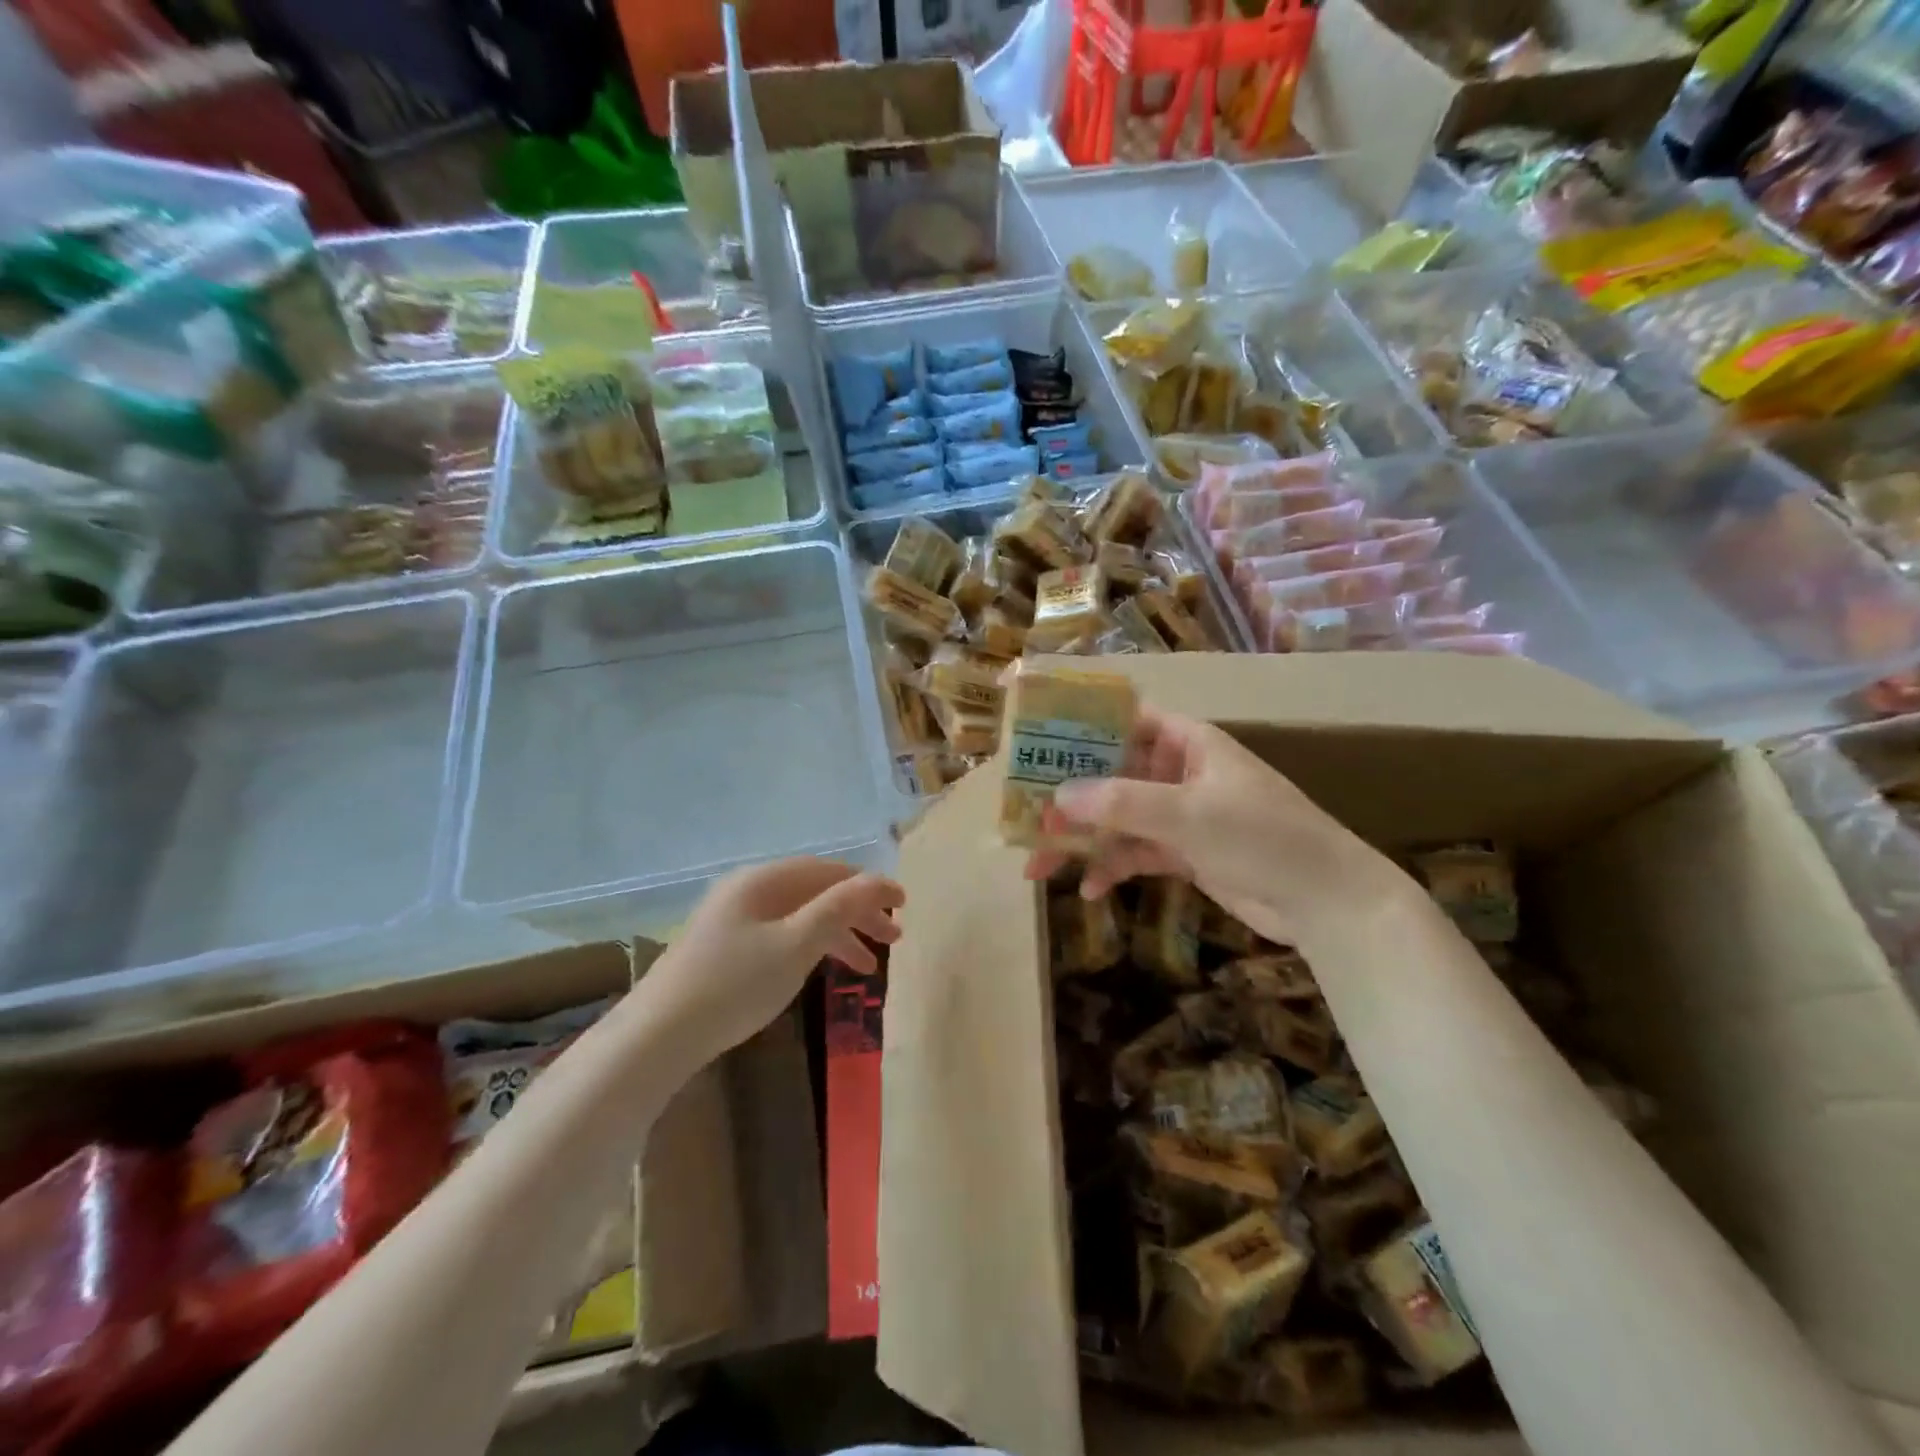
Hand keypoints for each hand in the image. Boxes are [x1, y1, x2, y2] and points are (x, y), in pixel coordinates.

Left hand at [642, 858, 903, 1056]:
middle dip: (857, 914)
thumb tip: (880, 880)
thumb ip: (840, 909)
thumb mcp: (796, 945)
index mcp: (763, 880)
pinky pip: (780, 935)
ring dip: (837, 935)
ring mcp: (732, 919)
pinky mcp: (724, 947)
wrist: (657, 1036)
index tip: (904, 906)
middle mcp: (747, 889)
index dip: (869, 886)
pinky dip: (809, 948)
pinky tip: (822, 971)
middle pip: (815, 892)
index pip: (829, 871)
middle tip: (894, 940)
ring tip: (868, 967)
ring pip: (798, 916)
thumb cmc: (734, 985)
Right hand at [1024, 707, 1396, 946]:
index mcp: (1185, 742)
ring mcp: (1180, 814)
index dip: (1079, 727)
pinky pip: (1135, 853)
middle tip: (1024, 816)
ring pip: (1117, 818)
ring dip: (1081, 840)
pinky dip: (1112, 867)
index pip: (1123, 720)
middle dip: (1068, 797)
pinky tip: (1090, 891)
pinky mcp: (1184, 853)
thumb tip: (1056, 797)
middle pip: (1110, 774)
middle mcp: (1178, 772)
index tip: (1033, 743)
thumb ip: (1120, 803)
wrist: (1327, 901)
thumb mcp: (1188, 814)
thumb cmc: (1262, 837)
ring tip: (1038, 865)